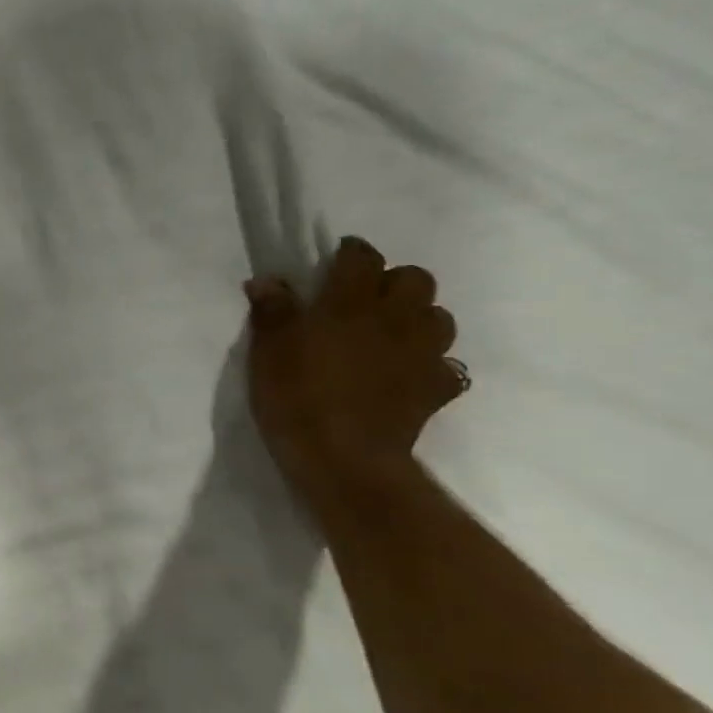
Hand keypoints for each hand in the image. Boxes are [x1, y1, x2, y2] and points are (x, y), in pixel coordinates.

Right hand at [244, 236, 466, 497]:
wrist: (342, 458)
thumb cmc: (296, 397)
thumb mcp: (268, 352)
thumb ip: (272, 311)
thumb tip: (267, 280)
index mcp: (350, 303)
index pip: (362, 257)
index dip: (350, 253)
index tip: (334, 262)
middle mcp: (395, 318)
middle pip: (415, 279)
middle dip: (392, 282)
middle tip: (363, 300)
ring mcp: (423, 353)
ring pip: (438, 317)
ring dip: (417, 318)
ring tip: (389, 334)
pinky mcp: (436, 388)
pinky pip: (445, 365)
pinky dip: (429, 364)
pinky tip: (407, 375)